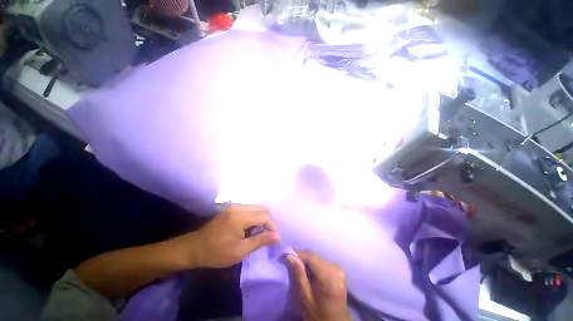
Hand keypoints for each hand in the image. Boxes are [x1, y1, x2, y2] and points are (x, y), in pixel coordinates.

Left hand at [183, 205, 280, 267]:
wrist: (194, 248)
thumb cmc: (216, 253)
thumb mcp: (240, 251)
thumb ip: (260, 240)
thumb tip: (278, 236)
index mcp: (240, 217)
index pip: (264, 216)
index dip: (272, 226)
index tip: (274, 238)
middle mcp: (238, 207)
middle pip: (262, 209)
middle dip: (268, 221)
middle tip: (268, 235)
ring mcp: (234, 206)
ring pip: (257, 208)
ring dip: (262, 219)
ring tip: (260, 232)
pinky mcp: (232, 208)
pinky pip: (250, 209)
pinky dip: (255, 217)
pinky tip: (251, 228)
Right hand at [287, 251, 350, 320]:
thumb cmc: (318, 314)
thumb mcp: (305, 297)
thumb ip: (298, 274)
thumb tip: (289, 255)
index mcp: (328, 275)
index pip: (310, 256)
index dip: (296, 253)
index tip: (284, 255)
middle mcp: (335, 267)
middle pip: (314, 256)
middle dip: (300, 256)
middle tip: (288, 260)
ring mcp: (338, 268)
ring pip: (317, 257)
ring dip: (306, 259)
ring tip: (296, 265)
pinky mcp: (338, 269)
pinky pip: (322, 261)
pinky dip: (313, 263)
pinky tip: (307, 270)